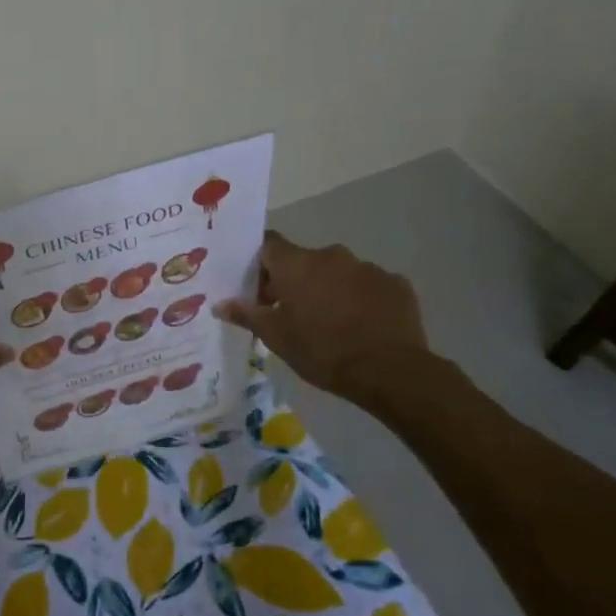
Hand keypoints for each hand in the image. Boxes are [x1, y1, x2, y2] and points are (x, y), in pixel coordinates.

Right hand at [215, 231, 430, 404]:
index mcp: (296, 264)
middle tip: (290, 312)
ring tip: (330, 322)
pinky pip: (368, 285)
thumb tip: (220, 304)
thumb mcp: (275, 337)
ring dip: (328, 289)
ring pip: (337, 272)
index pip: (268, 244)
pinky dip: (360, 299)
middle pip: (303, 260)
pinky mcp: (396, 283)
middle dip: (294, 281)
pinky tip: (361, 325)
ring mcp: (367, 267)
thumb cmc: (322, 351)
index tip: (257, 287)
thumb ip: (246, 314)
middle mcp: (330, 255)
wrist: (390, 371)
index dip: (259, 263)